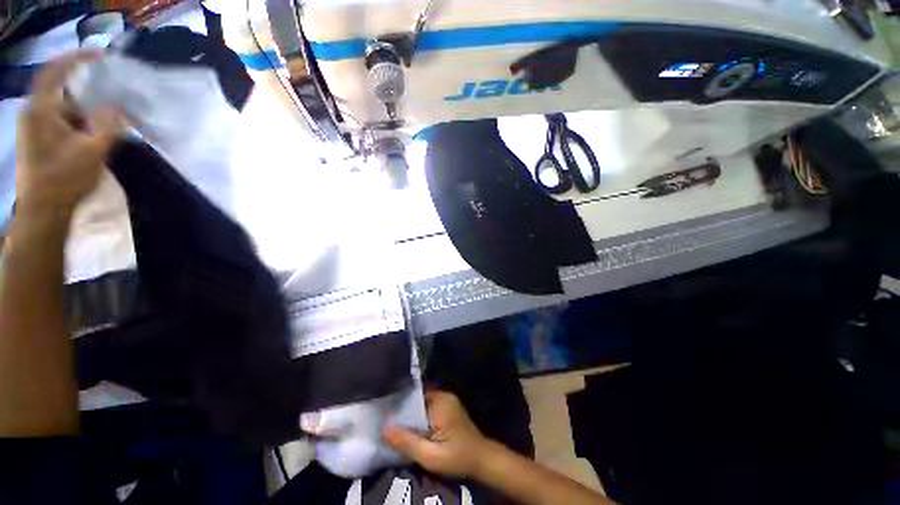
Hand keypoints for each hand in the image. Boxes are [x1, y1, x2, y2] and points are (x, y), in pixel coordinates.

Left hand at [16, 50, 122, 217]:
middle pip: (62, 92)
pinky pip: (58, 122)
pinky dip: (76, 125)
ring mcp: (33, 127)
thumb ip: (108, 125)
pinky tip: (89, 138)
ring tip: (102, 129)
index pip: (56, 70)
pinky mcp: (36, 140)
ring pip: (62, 110)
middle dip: (86, 97)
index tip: (101, 55)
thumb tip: (117, 107)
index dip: (78, 58)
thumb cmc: (65, 178)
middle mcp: (33, 112)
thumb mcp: (94, 151)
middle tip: (109, 104)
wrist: (42, 210)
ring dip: (83, 115)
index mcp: (42, 109)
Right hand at [382, 391, 494, 478]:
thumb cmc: (457, 457)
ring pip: (422, 403)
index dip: (398, 403)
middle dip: (403, 409)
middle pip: (417, 398)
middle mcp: (444, 395)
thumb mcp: (430, 455)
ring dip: (411, 414)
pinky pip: (429, 407)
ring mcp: (447, 400)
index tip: (384, 411)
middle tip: (386, 419)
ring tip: (393, 422)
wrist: (482, 459)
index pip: (413, 395)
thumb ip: (407, 442)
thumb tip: (383, 429)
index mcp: (440, 400)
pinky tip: (411, 427)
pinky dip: (420, 416)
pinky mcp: (448, 408)